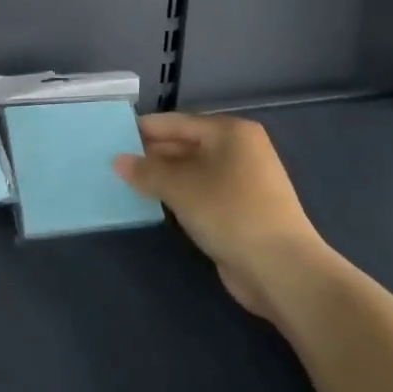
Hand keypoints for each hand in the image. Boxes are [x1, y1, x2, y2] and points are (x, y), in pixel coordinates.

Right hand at [114, 112, 329, 322]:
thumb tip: (117, 161)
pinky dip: (178, 196)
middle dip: (152, 154)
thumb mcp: (180, 187)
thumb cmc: (229, 212)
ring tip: (125, 182)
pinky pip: (200, 193)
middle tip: (113, 162)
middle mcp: (239, 150)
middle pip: (186, 145)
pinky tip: (153, 203)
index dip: (144, 129)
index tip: (112, 136)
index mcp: (230, 132)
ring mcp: (242, 181)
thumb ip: (146, 171)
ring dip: (163, 178)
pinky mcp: (240, 210)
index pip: (177, 122)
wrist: (280, 268)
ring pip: (192, 171)